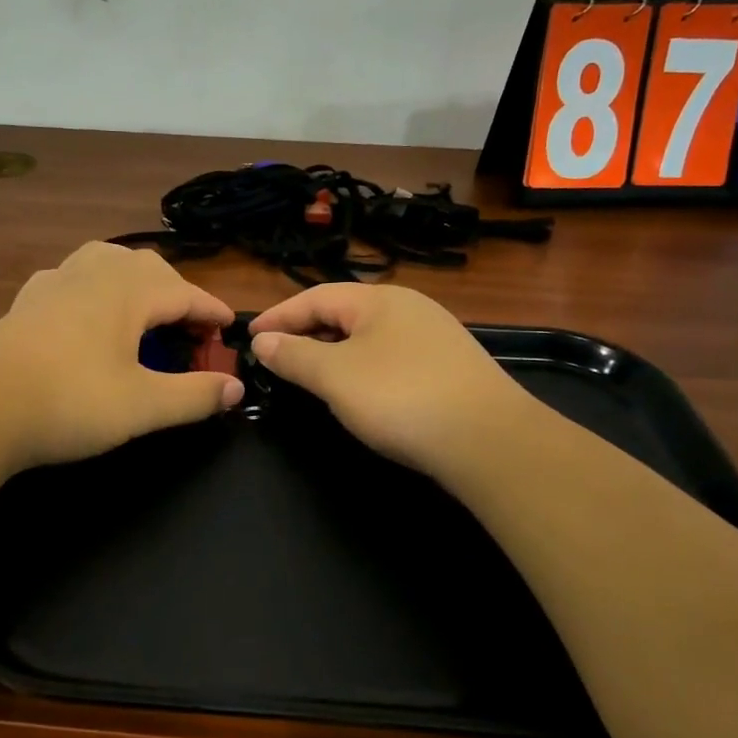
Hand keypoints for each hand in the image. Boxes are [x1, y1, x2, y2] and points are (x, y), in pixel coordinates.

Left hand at [0, 242, 242, 469]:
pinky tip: (85, 310)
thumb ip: (194, 395)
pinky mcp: (26, 301)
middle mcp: (93, 274)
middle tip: (190, 329)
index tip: (230, 328)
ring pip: (106, 260)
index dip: (211, 311)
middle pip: (148, 268)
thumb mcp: (143, 406)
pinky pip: (71, 277)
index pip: (185, 292)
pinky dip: (93, 287)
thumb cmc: (69, 403)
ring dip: (134, 279)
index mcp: (127, 291)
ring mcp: (54, 283)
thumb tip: (235, 388)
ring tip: (143, 307)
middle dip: (177, 292)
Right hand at [251, 283, 531, 474]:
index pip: (315, 297)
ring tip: (308, 375)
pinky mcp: (449, 368)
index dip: (278, 316)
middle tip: (274, 357)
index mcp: (379, 300)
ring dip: (332, 352)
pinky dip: (361, 369)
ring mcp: (433, 337)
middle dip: (305, 333)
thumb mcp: (335, 376)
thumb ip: (294, 355)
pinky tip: (358, 393)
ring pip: (368, 337)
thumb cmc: (400, 397)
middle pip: (343, 314)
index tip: (249, 337)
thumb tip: (263, 341)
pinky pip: (390, 358)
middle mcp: (408, 308)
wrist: (489, 440)